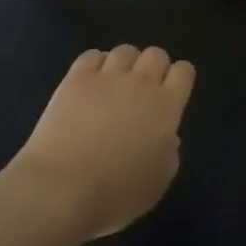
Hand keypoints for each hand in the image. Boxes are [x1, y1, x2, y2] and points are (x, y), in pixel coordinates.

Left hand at [6, 45, 194, 240]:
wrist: (62, 188)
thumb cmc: (116, 194)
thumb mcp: (158, 183)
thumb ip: (169, 154)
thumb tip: (167, 137)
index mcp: (167, 107)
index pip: (184, 72)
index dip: (180, 79)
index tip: (173, 93)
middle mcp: (141, 83)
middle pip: (156, 54)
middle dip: (154, 67)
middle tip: (144, 91)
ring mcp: (106, 77)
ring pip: (125, 51)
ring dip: (126, 64)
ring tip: (116, 84)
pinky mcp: (75, 78)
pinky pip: (92, 55)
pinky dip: (96, 64)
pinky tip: (91, 82)